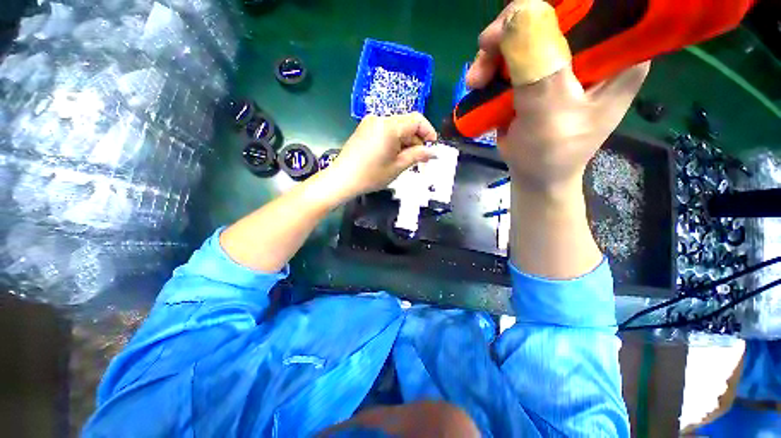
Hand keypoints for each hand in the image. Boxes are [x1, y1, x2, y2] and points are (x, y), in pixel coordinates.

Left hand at [326, 113, 437, 198]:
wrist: (342, 179)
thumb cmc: (371, 175)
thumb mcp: (398, 166)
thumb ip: (418, 156)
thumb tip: (434, 152)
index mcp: (390, 126)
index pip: (417, 120)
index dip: (428, 132)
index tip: (432, 148)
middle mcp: (380, 118)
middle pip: (406, 124)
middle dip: (416, 140)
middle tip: (420, 160)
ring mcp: (370, 122)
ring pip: (397, 128)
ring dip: (406, 142)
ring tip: (406, 160)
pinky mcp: (364, 129)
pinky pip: (386, 131)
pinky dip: (394, 141)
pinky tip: (393, 156)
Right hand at [465, 2, 648, 193]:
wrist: (535, 174)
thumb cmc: (551, 152)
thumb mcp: (549, 111)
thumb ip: (539, 67)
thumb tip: (520, 12)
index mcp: (618, 54)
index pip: (592, 4)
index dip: (552, 6)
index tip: (516, 24)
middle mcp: (595, 48)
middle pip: (554, 13)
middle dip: (513, 31)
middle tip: (484, 51)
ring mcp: (564, 60)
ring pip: (527, 32)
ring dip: (495, 53)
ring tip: (476, 80)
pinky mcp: (540, 72)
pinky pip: (514, 54)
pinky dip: (492, 66)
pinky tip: (479, 83)